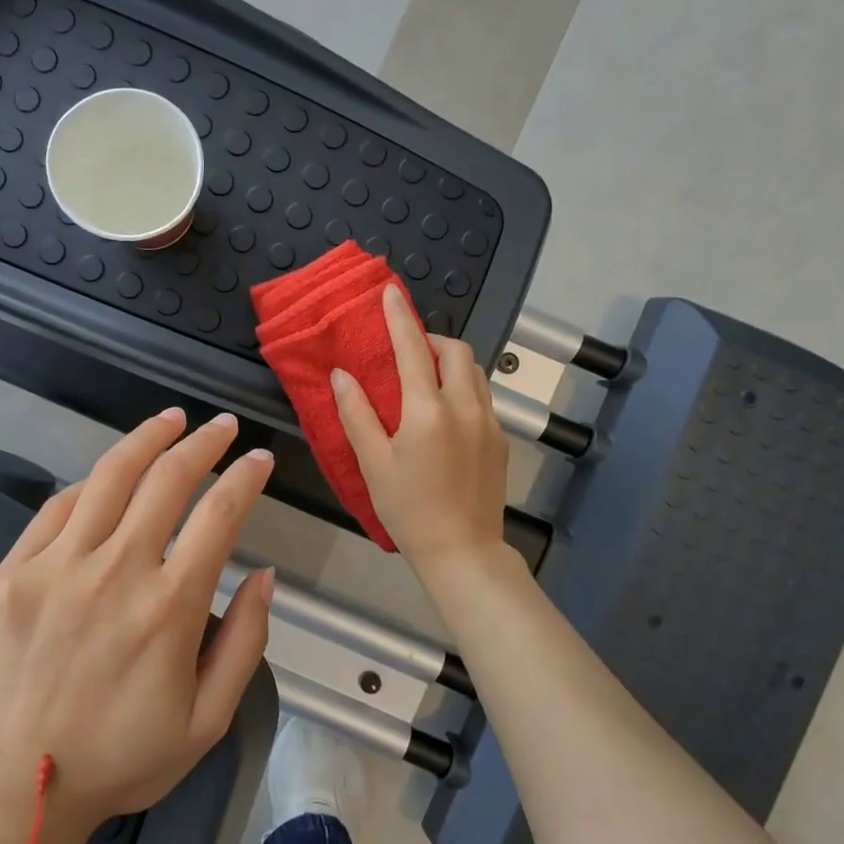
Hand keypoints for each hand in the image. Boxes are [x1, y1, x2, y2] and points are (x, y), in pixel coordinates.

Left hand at [0, 411, 274, 843]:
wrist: (19, 783)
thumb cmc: (124, 756)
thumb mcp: (208, 720)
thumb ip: (245, 641)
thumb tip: (264, 575)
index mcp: (170, 607)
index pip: (219, 515)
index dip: (245, 477)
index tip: (258, 459)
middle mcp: (116, 571)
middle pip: (168, 479)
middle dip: (204, 443)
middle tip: (221, 428)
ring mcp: (58, 565)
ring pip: (110, 476)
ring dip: (147, 439)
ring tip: (171, 420)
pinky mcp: (15, 571)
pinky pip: (58, 506)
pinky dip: (90, 483)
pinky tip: (107, 475)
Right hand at [332, 285, 509, 577]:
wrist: (463, 551)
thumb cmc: (408, 509)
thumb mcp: (372, 464)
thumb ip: (356, 414)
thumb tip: (342, 375)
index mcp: (427, 411)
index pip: (412, 349)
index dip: (399, 318)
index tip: (390, 292)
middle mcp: (464, 407)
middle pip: (455, 351)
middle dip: (431, 338)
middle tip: (407, 350)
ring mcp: (489, 423)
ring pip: (474, 371)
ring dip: (450, 361)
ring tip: (426, 377)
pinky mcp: (501, 440)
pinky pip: (482, 396)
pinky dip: (462, 386)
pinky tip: (445, 411)